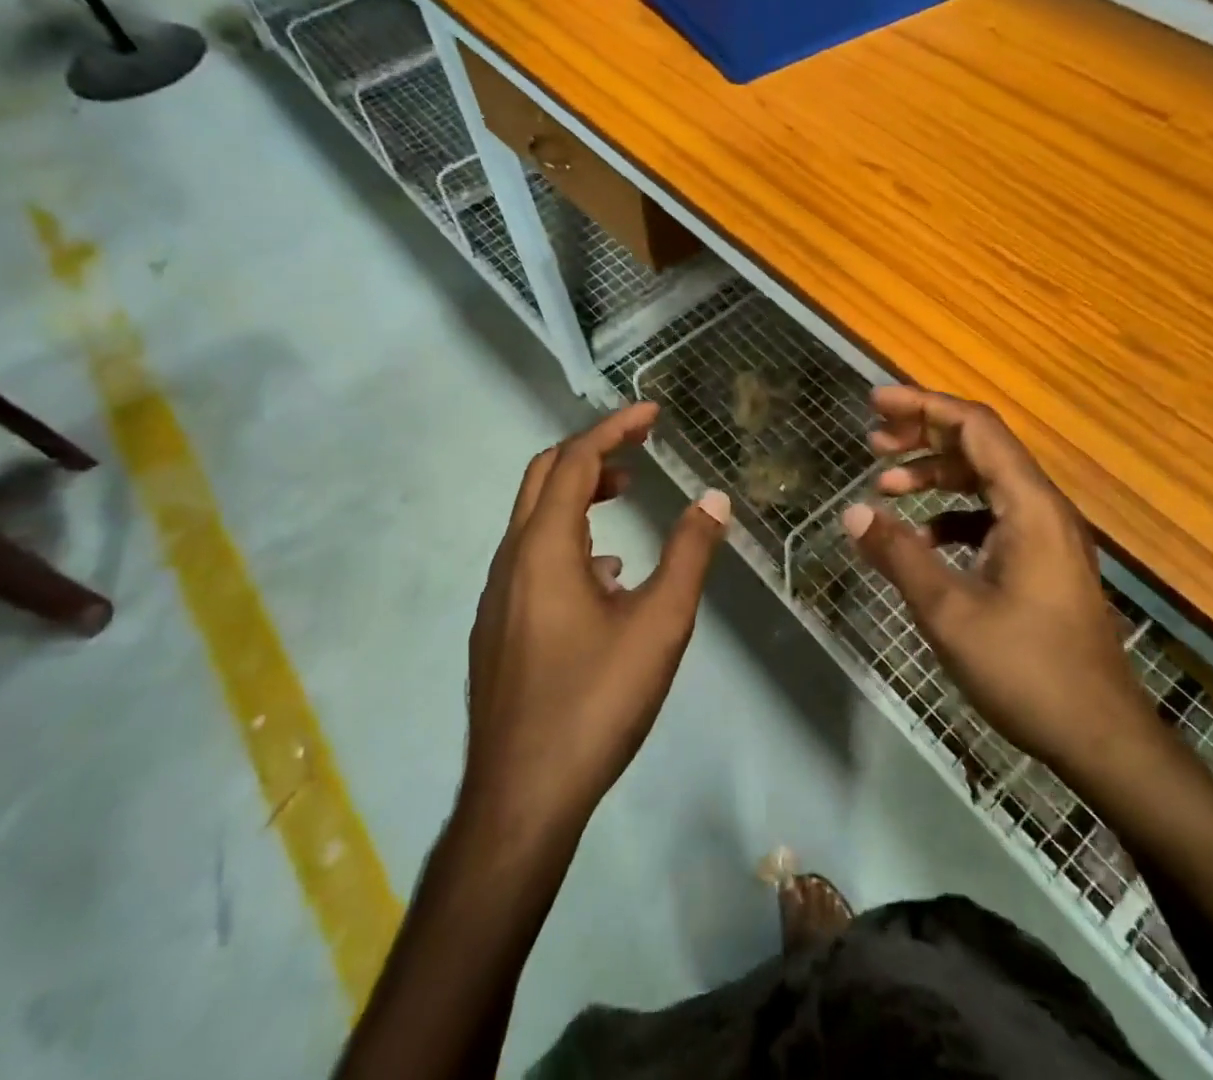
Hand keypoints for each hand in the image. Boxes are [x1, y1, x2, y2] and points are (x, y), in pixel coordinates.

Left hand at [464, 402, 730, 834]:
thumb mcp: (660, 624)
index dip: (614, 428)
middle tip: (638, 452)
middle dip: (591, 453)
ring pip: (534, 520)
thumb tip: (714, 499)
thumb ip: (689, 554)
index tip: (652, 414)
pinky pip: (532, 558)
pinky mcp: (498, 628)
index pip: (574, 460)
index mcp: (544, 548)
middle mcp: (511, 560)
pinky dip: (569, 540)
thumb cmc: (595, 702)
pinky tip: (607, 579)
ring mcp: (498, 596)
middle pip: (543, 477)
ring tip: (625, 503)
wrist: (521, 798)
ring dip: (579, 497)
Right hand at [842, 387, 1155, 781]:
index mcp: (1028, 505)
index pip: (974, 427)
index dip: (923, 406)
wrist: (1101, 739)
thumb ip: (898, 554)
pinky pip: (991, 517)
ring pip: (984, 482)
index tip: (875, 403)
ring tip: (886, 487)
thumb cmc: (1027, 670)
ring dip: (935, 476)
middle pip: (979, 446)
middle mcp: (1041, 508)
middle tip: (873, 440)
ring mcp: (1045, 536)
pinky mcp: (1042, 563)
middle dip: (923, 436)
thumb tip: (853, 513)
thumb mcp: (949, 612)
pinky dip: (952, 516)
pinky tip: (922, 540)